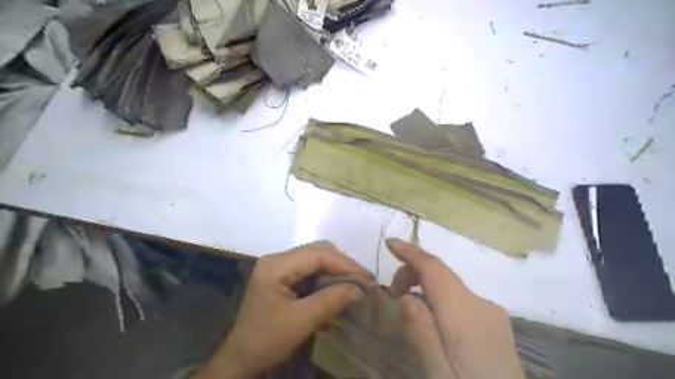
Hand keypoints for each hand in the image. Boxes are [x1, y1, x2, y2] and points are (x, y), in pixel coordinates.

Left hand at [195, 242, 371, 377]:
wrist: (241, 356)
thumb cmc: (267, 339)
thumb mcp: (301, 321)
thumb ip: (331, 300)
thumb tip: (359, 289)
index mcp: (276, 265)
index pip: (318, 254)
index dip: (345, 263)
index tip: (367, 278)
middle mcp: (277, 258)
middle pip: (317, 250)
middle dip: (342, 264)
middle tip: (362, 280)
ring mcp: (278, 265)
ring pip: (315, 257)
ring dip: (336, 268)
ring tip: (353, 283)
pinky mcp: (282, 274)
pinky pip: (310, 267)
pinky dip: (326, 275)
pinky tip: (336, 285)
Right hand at [388, 239, 523, 378]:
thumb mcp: (437, 372)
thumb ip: (421, 333)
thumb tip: (406, 296)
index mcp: (465, 316)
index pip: (434, 269)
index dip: (410, 252)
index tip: (389, 242)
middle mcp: (482, 304)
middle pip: (442, 273)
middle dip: (413, 272)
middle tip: (393, 294)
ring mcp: (492, 310)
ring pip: (450, 283)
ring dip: (426, 284)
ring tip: (410, 304)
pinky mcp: (494, 319)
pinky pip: (460, 295)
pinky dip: (440, 294)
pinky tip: (433, 315)